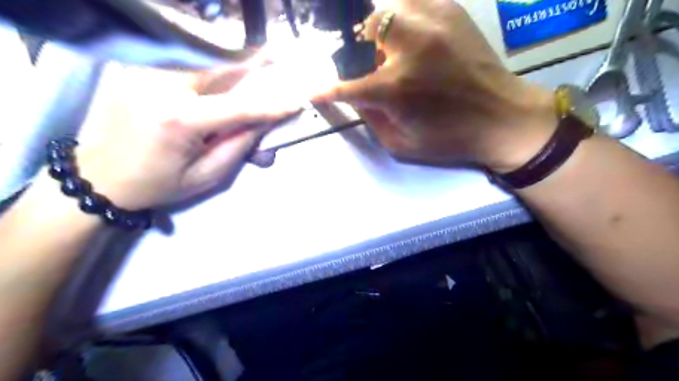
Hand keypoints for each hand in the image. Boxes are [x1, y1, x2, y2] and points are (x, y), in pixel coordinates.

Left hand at [74, 63, 300, 211]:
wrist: (98, 177)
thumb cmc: (158, 184)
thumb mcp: (207, 175)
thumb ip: (238, 146)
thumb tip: (264, 121)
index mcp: (179, 119)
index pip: (239, 107)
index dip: (271, 105)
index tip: (296, 102)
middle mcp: (161, 85)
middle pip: (221, 67)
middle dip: (254, 64)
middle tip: (280, 60)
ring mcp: (146, 72)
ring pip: (204, 60)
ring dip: (234, 64)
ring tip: (260, 65)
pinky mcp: (139, 69)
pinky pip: (186, 63)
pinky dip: (211, 67)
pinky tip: (224, 74)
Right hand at [312, 0, 556, 170]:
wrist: (503, 118)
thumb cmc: (450, 139)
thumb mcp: (402, 144)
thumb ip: (372, 119)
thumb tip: (356, 97)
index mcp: (396, 89)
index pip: (347, 86)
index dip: (325, 90)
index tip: (311, 91)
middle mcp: (410, 48)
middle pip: (365, 30)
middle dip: (359, 49)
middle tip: (371, 65)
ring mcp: (433, 24)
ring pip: (389, 9)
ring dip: (381, 29)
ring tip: (390, 48)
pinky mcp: (453, 12)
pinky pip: (415, 2)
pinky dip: (404, 16)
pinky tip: (412, 36)